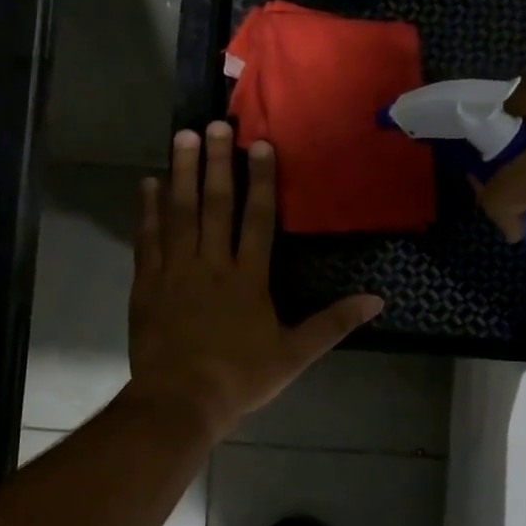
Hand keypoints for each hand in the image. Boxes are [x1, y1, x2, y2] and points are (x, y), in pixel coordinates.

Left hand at [125, 122, 383, 439]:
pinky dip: (148, 211)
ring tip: (183, 137)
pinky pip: (149, 239)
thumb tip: (377, 300)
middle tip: (216, 124)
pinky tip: (149, 185)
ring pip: (180, 213)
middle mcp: (211, 264)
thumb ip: (333, 324)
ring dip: (183, 174)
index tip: (261, 145)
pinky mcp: (148, 284)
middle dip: (218, 162)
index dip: (262, 180)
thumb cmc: (239, 379)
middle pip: (216, 205)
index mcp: (248, 278)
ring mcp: (176, 271)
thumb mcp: (294, 355)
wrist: (179, 401)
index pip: (259, 219)